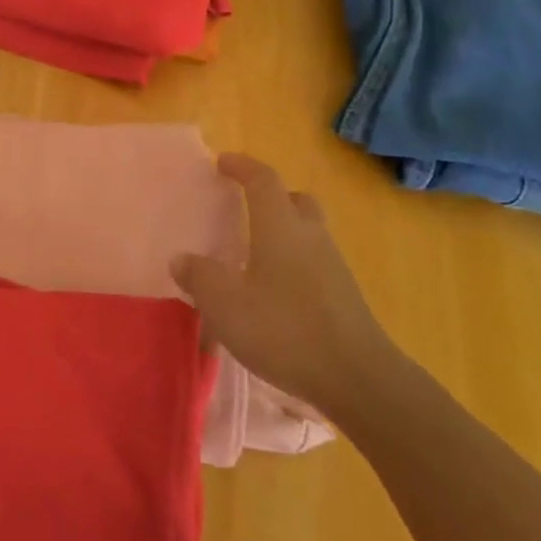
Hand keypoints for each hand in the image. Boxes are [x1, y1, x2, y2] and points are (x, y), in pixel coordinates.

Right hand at [171, 154, 397, 417]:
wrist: (357, 378)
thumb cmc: (284, 329)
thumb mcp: (225, 304)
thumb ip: (199, 276)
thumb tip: (182, 259)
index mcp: (280, 227)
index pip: (263, 180)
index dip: (242, 166)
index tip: (222, 162)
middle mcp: (310, 237)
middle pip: (295, 200)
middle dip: (270, 195)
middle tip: (245, 205)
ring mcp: (333, 266)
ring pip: (308, 231)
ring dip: (283, 229)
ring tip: (253, 251)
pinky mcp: (343, 295)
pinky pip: (314, 260)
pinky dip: (292, 260)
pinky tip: (273, 289)